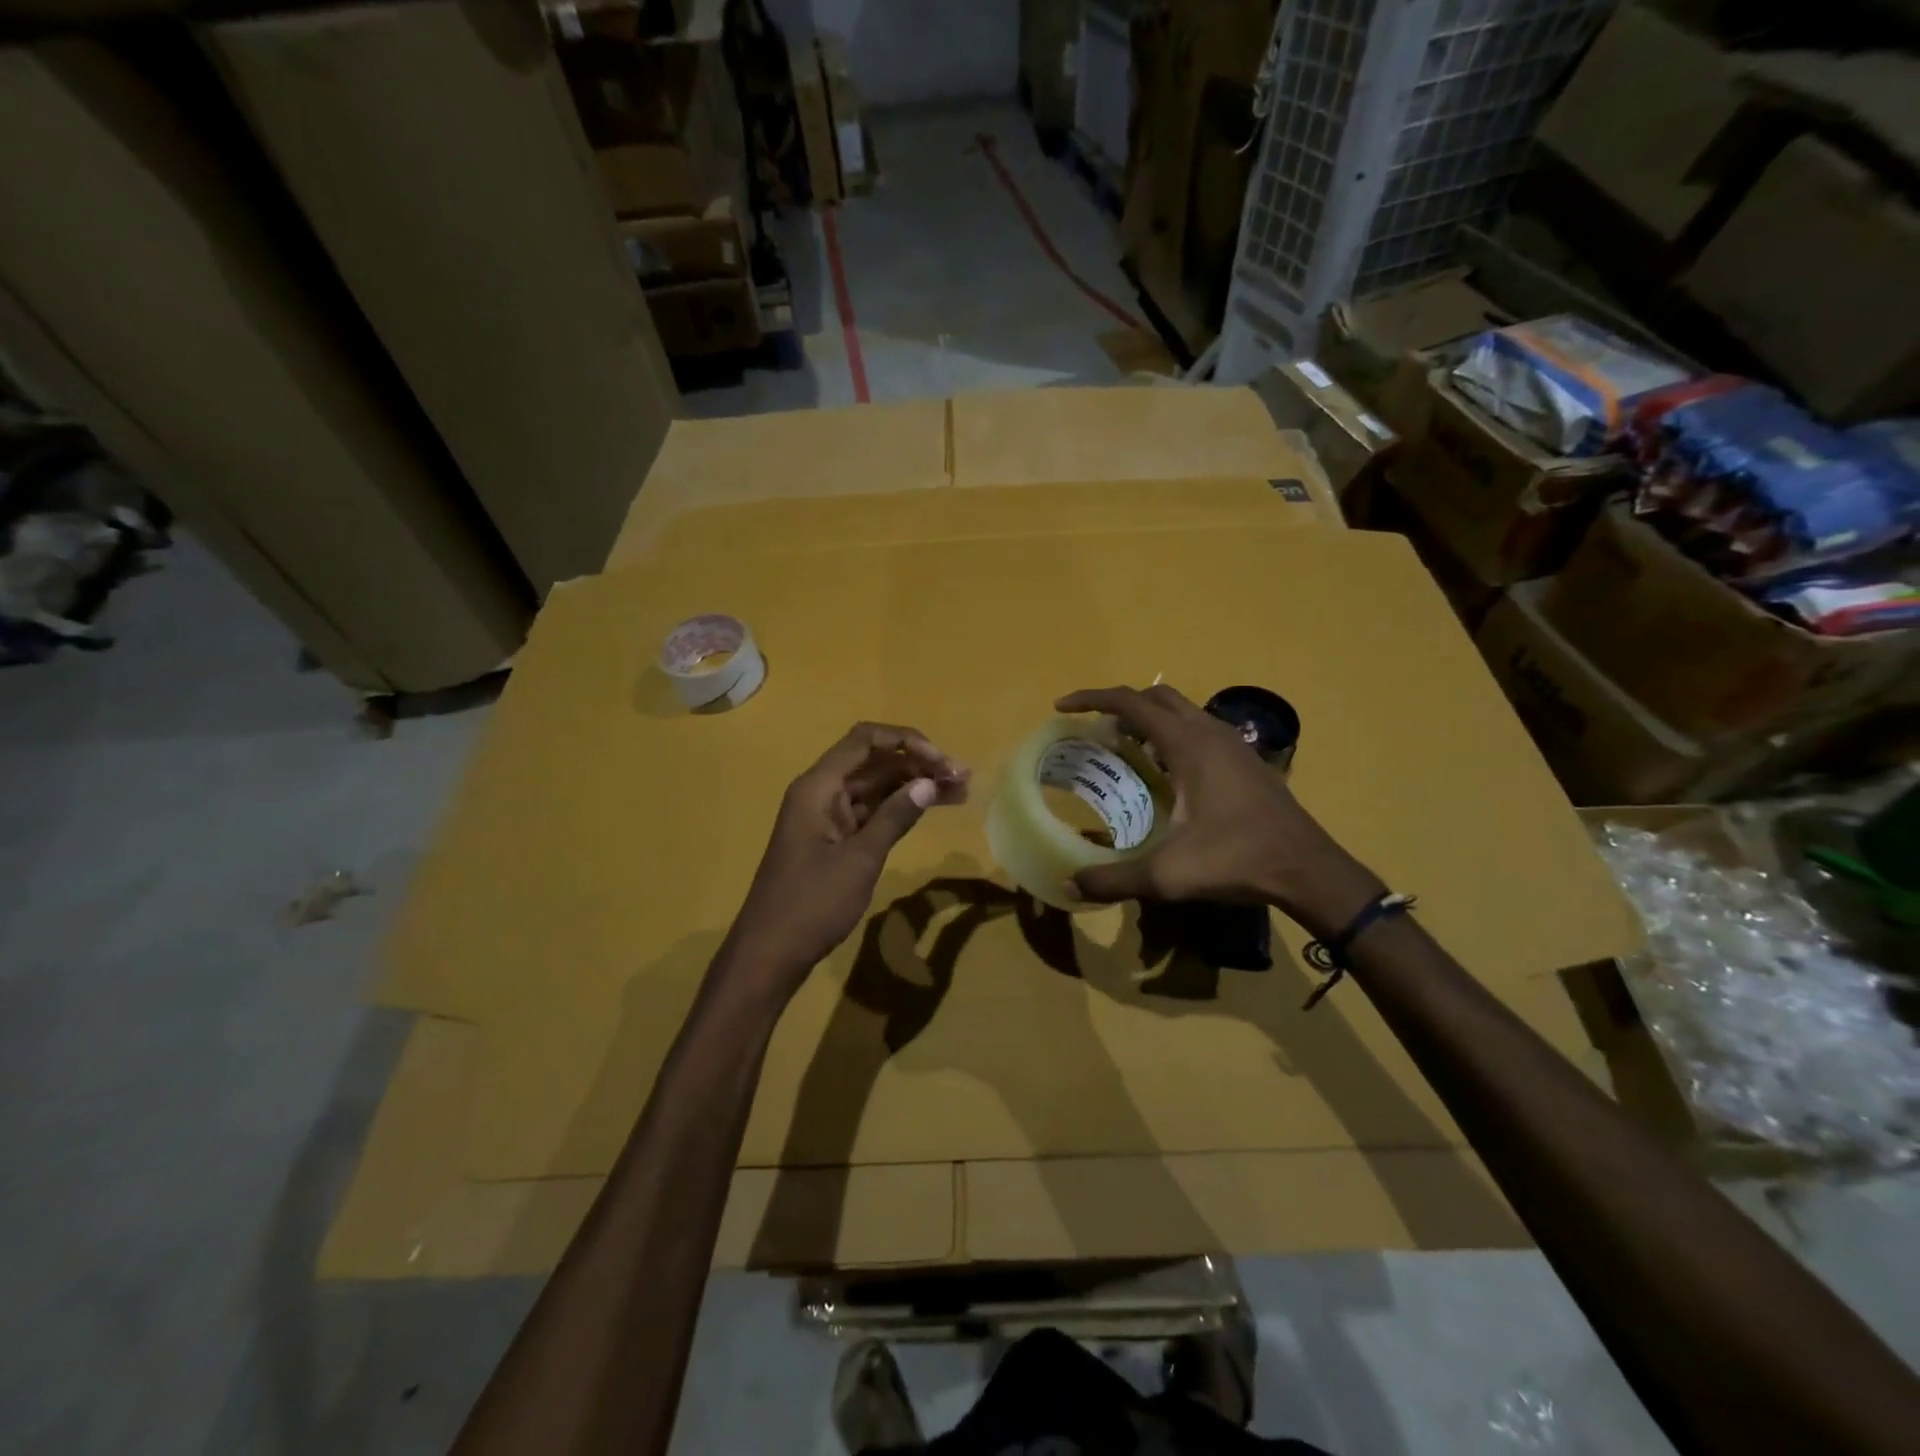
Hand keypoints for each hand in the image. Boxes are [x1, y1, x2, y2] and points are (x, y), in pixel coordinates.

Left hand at [720, 723, 969, 998]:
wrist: (770, 953)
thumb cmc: (811, 904)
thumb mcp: (859, 859)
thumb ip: (895, 817)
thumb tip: (929, 783)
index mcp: (818, 787)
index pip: (865, 741)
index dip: (907, 741)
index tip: (941, 761)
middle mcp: (822, 792)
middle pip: (874, 762)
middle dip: (918, 764)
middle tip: (962, 778)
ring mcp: (827, 816)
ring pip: (876, 787)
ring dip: (914, 785)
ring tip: (958, 792)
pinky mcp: (834, 839)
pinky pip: (871, 811)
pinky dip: (899, 808)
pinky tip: (929, 809)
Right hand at [1055, 686, 1380, 934]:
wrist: (1307, 869)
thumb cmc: (1236, 860)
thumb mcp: (1167, 875)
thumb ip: (1113, 879)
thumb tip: (1069, 885)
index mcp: (1187, 744)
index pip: (1130, 702)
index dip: (1092, 699)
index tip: (1062, 707)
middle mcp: (1209, 732)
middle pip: (1156, 697)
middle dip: (1120, 705)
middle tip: (1094, 731)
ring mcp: (1232, 743)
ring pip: (1182, 711)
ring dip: (1149, 719)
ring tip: (1124, 748)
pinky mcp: (1246, 759)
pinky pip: (1199, 729)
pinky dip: (1172, 735)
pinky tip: (1166, 773)